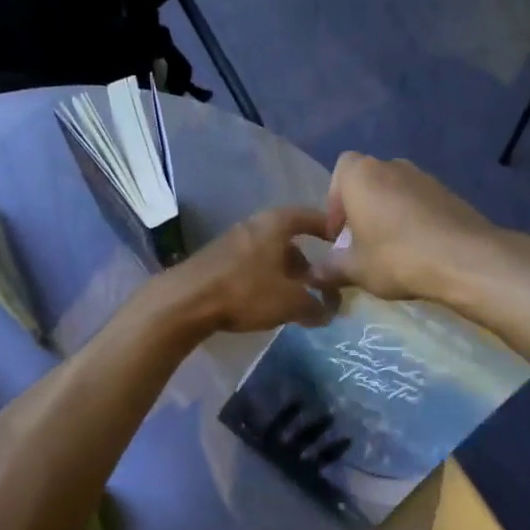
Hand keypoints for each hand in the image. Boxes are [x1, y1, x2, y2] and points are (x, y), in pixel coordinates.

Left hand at [149, 206, 335, 334]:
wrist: (186, 301)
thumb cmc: (246, 292)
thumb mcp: (290, 302)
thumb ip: (315, 306)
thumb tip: (328, 312)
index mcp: (275, 224)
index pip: (309, 216)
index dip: (328, 228)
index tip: (343, 243)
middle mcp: (254, 225)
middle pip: (288, 240)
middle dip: (307, 262)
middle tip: (319, 285)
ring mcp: (231, 242)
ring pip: (268, 255)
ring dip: (284, 274)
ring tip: (295, 299)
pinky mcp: (216, 261)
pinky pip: (251, 266)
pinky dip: (264, 280)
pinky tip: (266, 302)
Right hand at [308, 152, 512, 302]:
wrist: (463, 258)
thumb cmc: (396, 257)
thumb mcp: (355, 270)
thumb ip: (330, 269)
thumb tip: (312, 276)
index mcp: (362, 175)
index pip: (340, 171)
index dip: (335, 202)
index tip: (339, 235)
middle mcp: (392, 165)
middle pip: (368, 182)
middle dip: (361, 210)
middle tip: (362, 245)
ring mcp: (424, 177)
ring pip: (395, 192)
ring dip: (388, 215)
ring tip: (390, 251)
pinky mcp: (449, 192)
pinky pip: (420, 203)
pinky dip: (413, 220)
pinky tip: (417, 250)